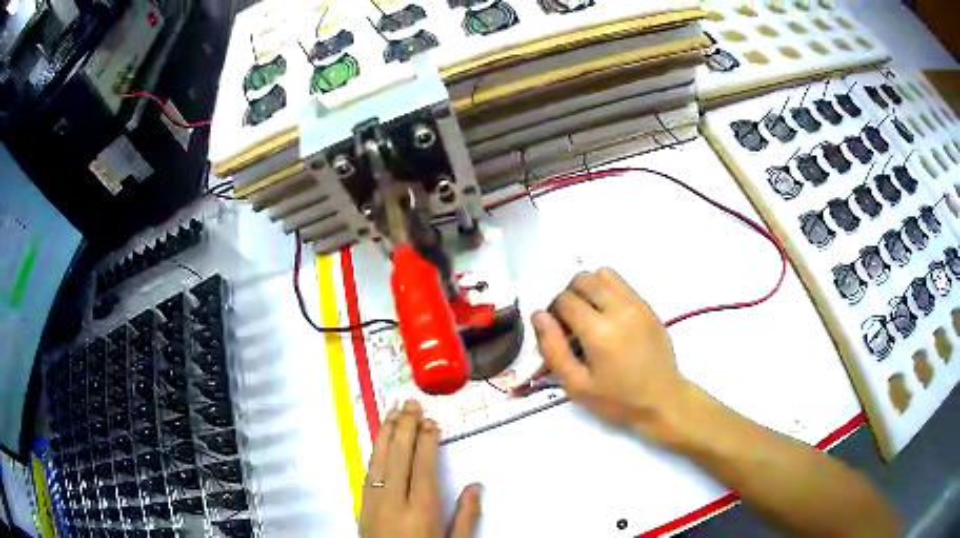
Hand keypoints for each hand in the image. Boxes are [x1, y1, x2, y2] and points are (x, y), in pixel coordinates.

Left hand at [360, 399, 482, 537]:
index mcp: (420, 510)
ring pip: (379, 459)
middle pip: (398, 456)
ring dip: (387, 433)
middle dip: (405, 427)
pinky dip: (375, 452)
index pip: (422, 466)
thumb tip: (475, 486)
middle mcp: (394, 501)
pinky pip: (369, 472)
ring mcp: (374, 501)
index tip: (431, 422)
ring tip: (393, 412)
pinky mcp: (363, 505)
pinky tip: (380, 441)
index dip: (426, 441)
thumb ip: (465, 516)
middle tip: (411, 404)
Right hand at [531, 268, 692, 442]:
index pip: (564, 300)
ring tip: (589, 315)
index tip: (557, 333)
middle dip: (569, 296)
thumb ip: (552, 349)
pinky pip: (621, 282)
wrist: (662, 399)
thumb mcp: (576, 385)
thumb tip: (538, 315)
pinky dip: (607, 290)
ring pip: (602, 274)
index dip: (552, 313)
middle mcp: (619, 309)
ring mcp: (637, 304)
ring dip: (589, 288)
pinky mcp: (647, 305)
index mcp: (599, 331)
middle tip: (570, 323)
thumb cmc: (617, 399)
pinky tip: (608, 316)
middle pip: (582, 279)